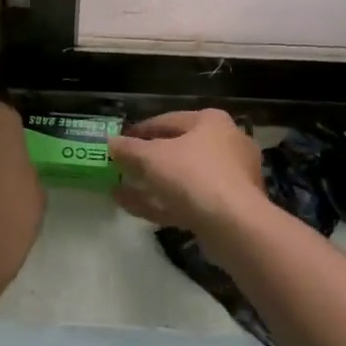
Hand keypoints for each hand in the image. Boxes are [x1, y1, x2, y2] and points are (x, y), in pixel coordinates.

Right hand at [108, 109, 265, 232]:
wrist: (234, 225)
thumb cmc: (193, 175)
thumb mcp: (151, 158)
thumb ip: (129, 149)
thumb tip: (111, 143)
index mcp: (211, 122)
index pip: (168, 120)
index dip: (140, 131)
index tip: (120, 142)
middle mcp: (226, 144)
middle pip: (178, 149)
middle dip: (147, 160)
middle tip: (123, 167)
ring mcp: (231, 178)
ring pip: (183, 178)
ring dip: (152, 184)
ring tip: (121, 190)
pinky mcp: (230, 208)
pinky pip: (190, 200)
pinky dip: (163, 202)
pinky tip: (134, 208)